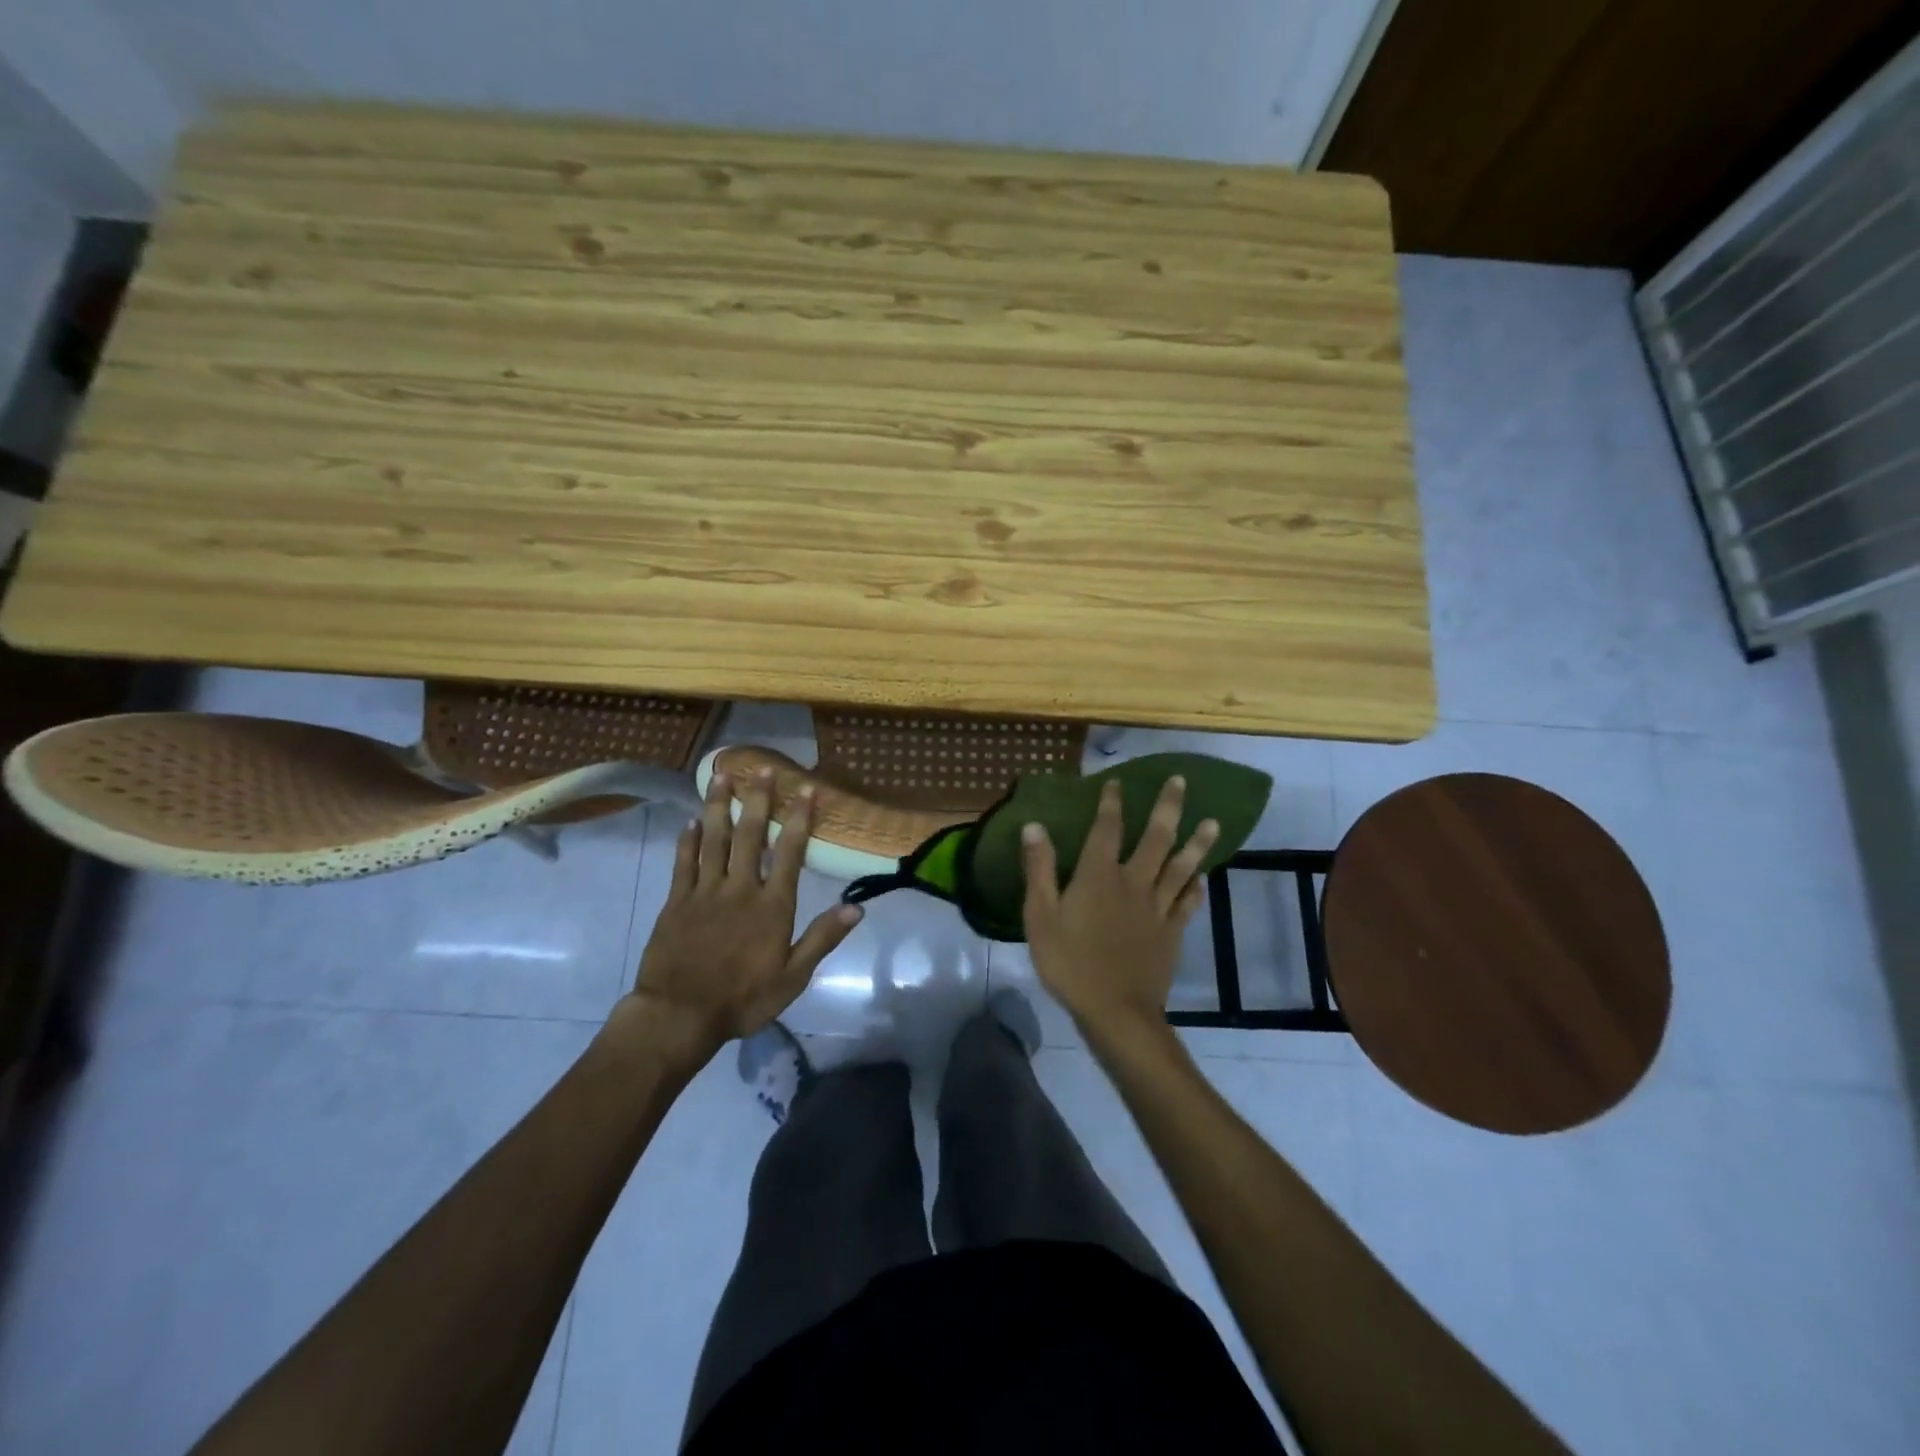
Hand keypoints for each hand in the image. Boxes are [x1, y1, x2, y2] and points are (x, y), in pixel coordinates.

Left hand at [623, 766, 862, 1064]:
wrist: (679, 1016)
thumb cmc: (743, 999)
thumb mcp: (792, 977)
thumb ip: (822, 938)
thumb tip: (856, 908)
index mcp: (772, 905)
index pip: (790, 852)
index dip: (800, 819)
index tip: (806, 790)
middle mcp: (740, 888)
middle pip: (750, 835)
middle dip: (758, 799)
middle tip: (762, 768)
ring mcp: (705, 891)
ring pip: (713, 839)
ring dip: (718, 805)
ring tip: (721, 775)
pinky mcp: (676, 901)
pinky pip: (683, 862)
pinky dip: (687, 839)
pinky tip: (689, 820)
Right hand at [1021, 777, 1217, 1035]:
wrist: (1116, 1011)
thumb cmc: (1070, 962)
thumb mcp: (1040, 916)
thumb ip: (1039, 869)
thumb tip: (1034, 825)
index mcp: (1099, 875)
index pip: (1106, 829)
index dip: (1112, 803)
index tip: (1118, 781)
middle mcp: (1134, 882)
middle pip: (1156, 838)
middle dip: (1168, 807)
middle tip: (1181, 782)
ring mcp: (1157, 907)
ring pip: (1182, 867)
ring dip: (1197, 843)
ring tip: (1213, 822)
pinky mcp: (1172, 932)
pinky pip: (1187, 903)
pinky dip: (1195, 888)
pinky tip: (1201, 879)